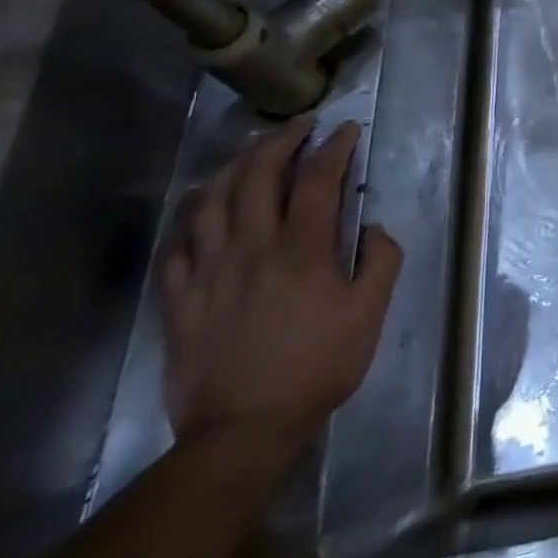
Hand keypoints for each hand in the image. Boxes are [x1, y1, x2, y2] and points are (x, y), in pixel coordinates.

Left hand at [160, 118, 402, 453]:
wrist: (240, 431)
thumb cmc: (316, 367)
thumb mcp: (369, 313)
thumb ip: (380, 261)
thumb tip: (373, 228)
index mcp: (301, 250)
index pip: (318, 180)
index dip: (334, 147)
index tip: (347, 129)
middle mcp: (252, 249)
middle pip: (258, 178)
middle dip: (280, 142)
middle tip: (298, 125)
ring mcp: (209, 273)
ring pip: (213, 202)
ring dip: (234, 166)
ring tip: (251, 149)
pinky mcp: (179, 300)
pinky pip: (177, 244)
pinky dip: (190, 213)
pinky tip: (200, 201)